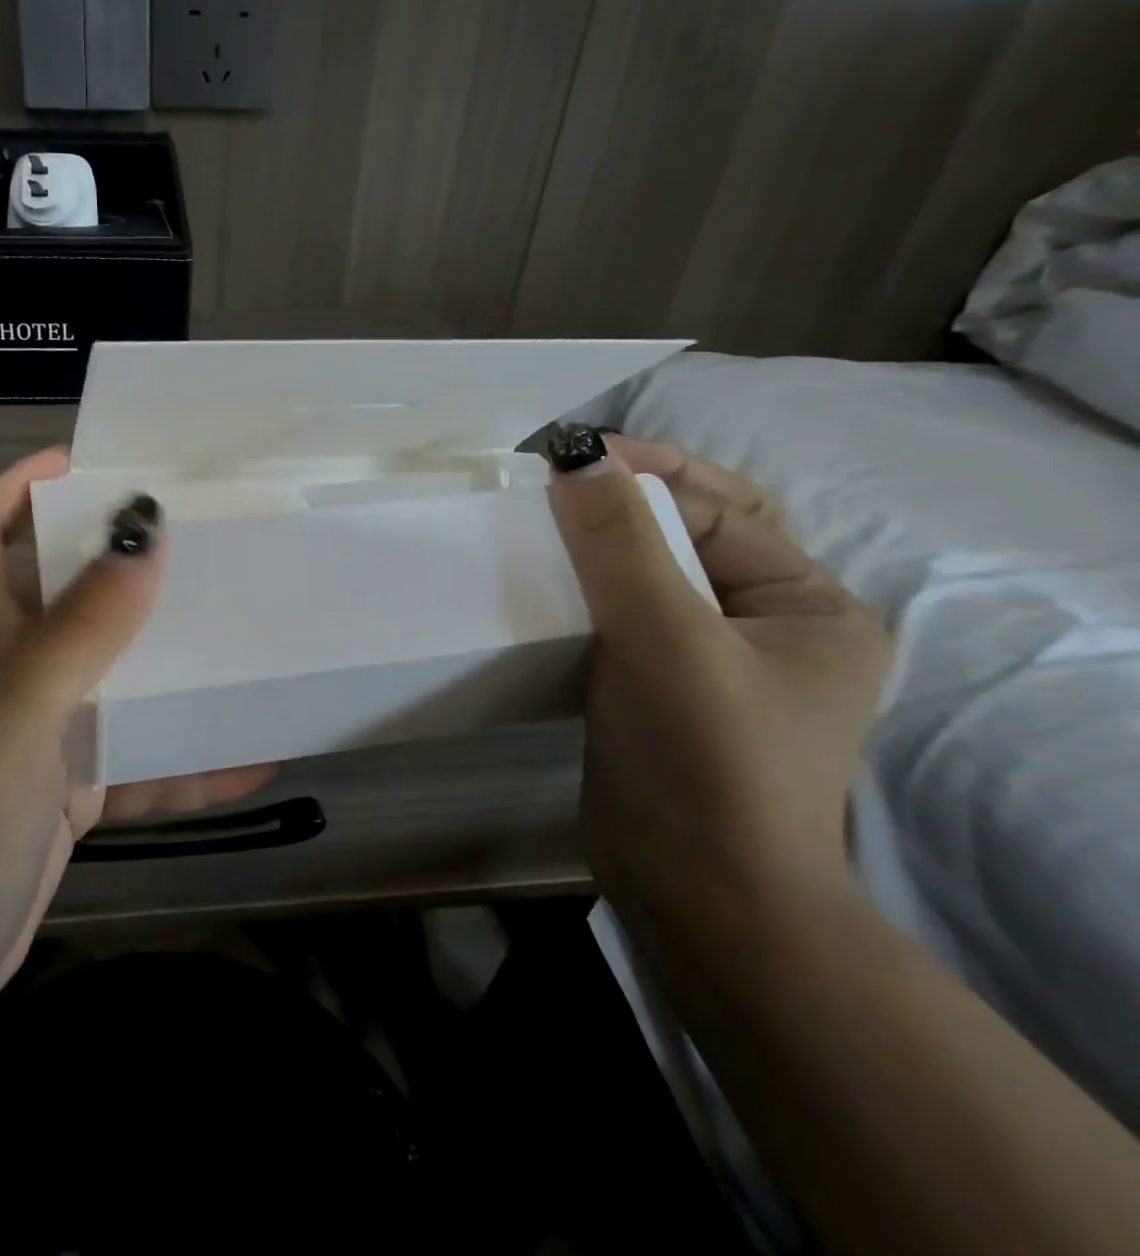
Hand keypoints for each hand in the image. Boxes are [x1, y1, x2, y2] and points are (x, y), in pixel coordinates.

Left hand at [0, 448, 275, 1058]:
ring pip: (122, 674)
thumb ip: (82, 628)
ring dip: (178, 660)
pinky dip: (195, 760)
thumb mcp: (17, 715)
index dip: (19, 485)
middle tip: (204, 537)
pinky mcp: (77, 792)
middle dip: (128, 561)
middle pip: (72, 593)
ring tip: (249, 632)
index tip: (88, 460)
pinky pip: (148, 762)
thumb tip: (146, 530)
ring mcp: (50, 734)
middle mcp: (18, 672)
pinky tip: (258, 755)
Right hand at [547, 434, 892, 924]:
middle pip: (690, 537)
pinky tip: (542, 586)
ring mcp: (709, 662)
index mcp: (807, 605)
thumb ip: (622, 544)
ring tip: (540, 524)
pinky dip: (584, 593)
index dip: (649, 477)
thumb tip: (576, 459)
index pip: (722, 512)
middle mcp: (766, 627)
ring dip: (598, 547)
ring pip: (648, 578)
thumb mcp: (667, 638)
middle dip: (626, 503)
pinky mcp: (657, 690)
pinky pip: (620, 618)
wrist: (694, 891)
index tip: (570, 456)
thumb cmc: (705, 759)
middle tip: (556, 479)